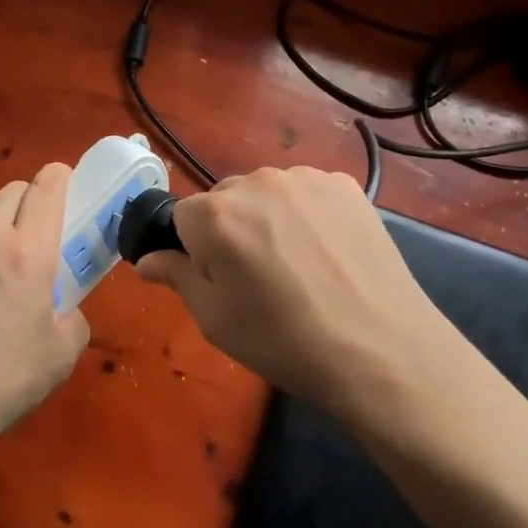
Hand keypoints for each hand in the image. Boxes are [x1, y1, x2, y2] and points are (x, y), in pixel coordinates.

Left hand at [0, 162, 89, 456]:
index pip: (47, 186)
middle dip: (27, 209)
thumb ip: (73, 312)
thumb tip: (60, 300)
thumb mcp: (62, 353)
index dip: (60, 180)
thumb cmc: (1, 382)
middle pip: (12, 191)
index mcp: (27, 253)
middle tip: (28, 247)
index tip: (65, 191)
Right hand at [136, 166, 460, 421]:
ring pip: (267, 194)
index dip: (195, 251)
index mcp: (215, 214)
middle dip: (231, 229)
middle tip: (260, 277)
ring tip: (300, 265)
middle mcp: (256, 182)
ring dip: (270, 218)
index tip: (220, 281)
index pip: (182, 218)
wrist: (380, 348)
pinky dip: (308, 214)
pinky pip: (307, 193)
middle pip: (224, 200)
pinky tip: (328, 252)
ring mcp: (304, 179)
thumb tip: (146, 259)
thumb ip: (177, 276)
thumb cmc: (284, 341)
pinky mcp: (344, 184)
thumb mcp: (215, 319)